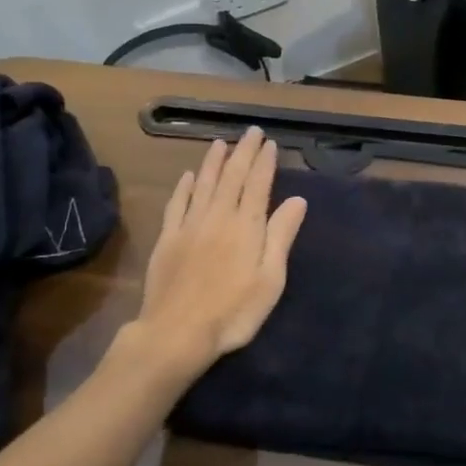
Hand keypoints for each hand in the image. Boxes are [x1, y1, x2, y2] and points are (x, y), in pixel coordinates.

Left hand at [127, 127, 307, 376]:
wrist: (176, 333)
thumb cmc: (233, 312)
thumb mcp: (270, 279)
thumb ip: (281, 236)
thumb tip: (297, 200)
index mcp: (246, 226)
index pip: (258, 184)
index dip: (265, 162)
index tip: (270, 143)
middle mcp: (218, 217)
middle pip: (232, 177)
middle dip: (243, 152)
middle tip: (251, 132)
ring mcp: (190, 226)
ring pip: (203, 184)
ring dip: (213, 161)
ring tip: (221, 143)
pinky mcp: (167, 239)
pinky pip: (177, 204)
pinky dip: (184, 187)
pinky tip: (188, 176)